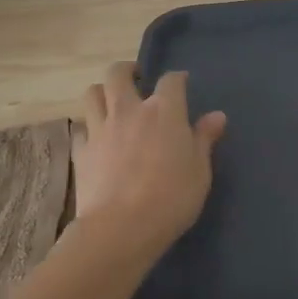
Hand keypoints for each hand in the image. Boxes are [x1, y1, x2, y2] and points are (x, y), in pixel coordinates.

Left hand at [73, 63, 226, 255]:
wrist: (121, 228)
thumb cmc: (172, 197)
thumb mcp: (200, 170)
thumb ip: (204, 139)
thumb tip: (216, 116)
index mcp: (164, 111)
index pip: (171, 80)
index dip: (177, 79)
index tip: (182, 84)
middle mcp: (129, 110)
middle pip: (118, 74)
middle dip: (127, 70)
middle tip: (137, 79)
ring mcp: (100, 129)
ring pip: (92, 94)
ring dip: (103, 92)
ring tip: (112, 103)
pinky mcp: (81, 152)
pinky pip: (82, 129)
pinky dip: (90, 128)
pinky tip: (99, 140)